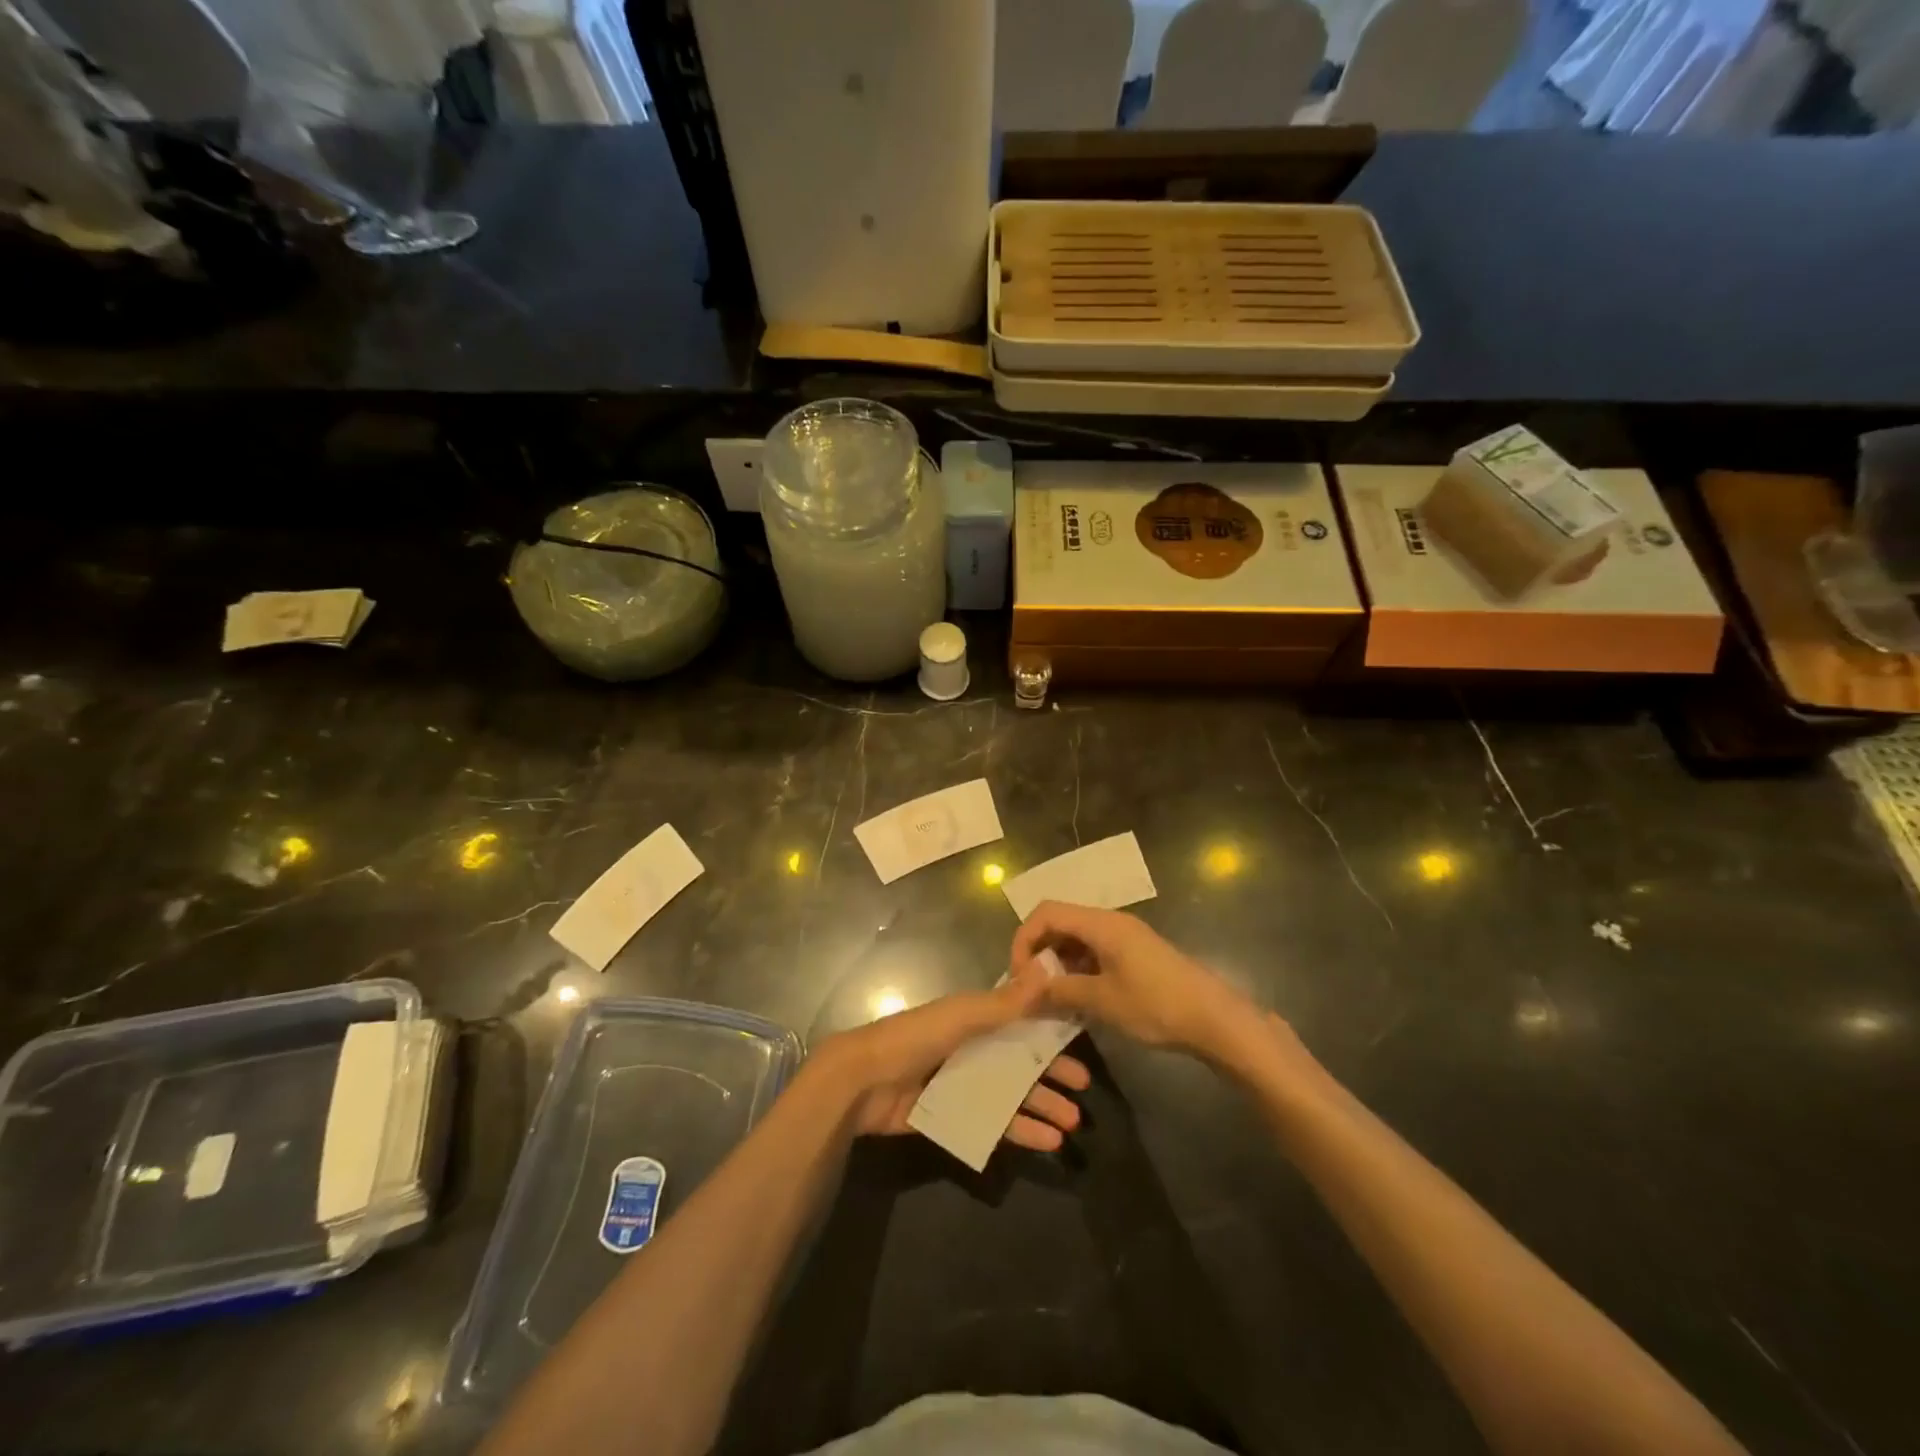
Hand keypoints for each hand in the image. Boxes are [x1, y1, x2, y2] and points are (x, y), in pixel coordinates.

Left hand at [809, 966, 1089, 1152]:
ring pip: (1011, 1094)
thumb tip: (1048, 967)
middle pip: (1019, 1061)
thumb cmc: (915, 1038)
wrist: (863, 1082)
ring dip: (1041, 1106)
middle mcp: (970, 1048)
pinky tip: (1046, 1142)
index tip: (1081, 1044)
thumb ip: (1006, 1002)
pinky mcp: (952, 1115)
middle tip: (1084, 1091)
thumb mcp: (963, 1016)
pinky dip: (1020, 1131)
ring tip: (1072, 1123)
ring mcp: (961, 1083)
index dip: (1050, 1031)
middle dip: (1051, 1075)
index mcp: (972, 1018)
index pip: (1020, 1021)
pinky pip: (993, 1122)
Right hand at [1012, 902, 1265, 1067]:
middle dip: (1039, 954)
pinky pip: (1094, 954)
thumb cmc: (1157, 1005)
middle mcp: (1110, 922)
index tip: (1019, 976)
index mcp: (1101, 924)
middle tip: (1031, 990)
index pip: (1046, 913)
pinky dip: (1078, 972)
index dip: (1024, 939)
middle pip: (1060, 923)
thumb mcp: (1102, 1001)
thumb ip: (1060, 990)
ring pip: (1076, 941)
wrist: (1215, 1020)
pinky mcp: (1134, 956)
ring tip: (1050, 1001)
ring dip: (1058, 966)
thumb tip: (1026, 990)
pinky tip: (1077, 1001)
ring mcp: (1124, 938)